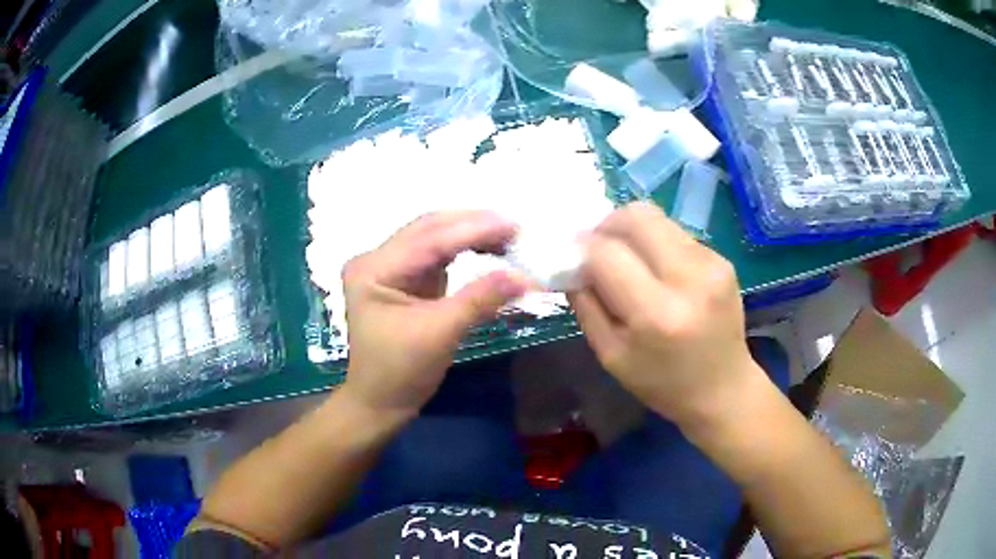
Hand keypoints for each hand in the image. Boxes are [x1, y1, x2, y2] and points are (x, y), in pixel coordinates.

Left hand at [340, 211, 529, 421]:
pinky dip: (465, 250)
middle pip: (429, 229)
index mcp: (373, 268)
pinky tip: (489, 249)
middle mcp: (377, 259)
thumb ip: (481, 299)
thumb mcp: (440, 333)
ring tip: (508, 237)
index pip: (429, 238)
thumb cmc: (401, 372)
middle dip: (473, 225)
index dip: (473, 228)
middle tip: (515, 228)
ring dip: (471, 235)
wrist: (380, 403)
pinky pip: (438, 255)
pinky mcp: (404, 279)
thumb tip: (526, 276)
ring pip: (435, 238)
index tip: (513, 225)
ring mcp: (389, 267)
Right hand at [569, 202, 766, 428]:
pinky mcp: (723, 260)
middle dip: (607, 225)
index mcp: (656, 315)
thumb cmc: (662, 383)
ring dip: (632, 231)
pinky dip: (656, 243)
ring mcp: (712, 265)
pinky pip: (676, 233)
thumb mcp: (610, 356)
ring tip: (627, 258)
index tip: (572, 255)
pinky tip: (657, 270)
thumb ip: (586, 305)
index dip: (583, 248)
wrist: (724, 389)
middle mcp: (688, 279)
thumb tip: (570, 262)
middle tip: (597, 247)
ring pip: (657, 218)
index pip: (607, 254)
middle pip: (637, 217)